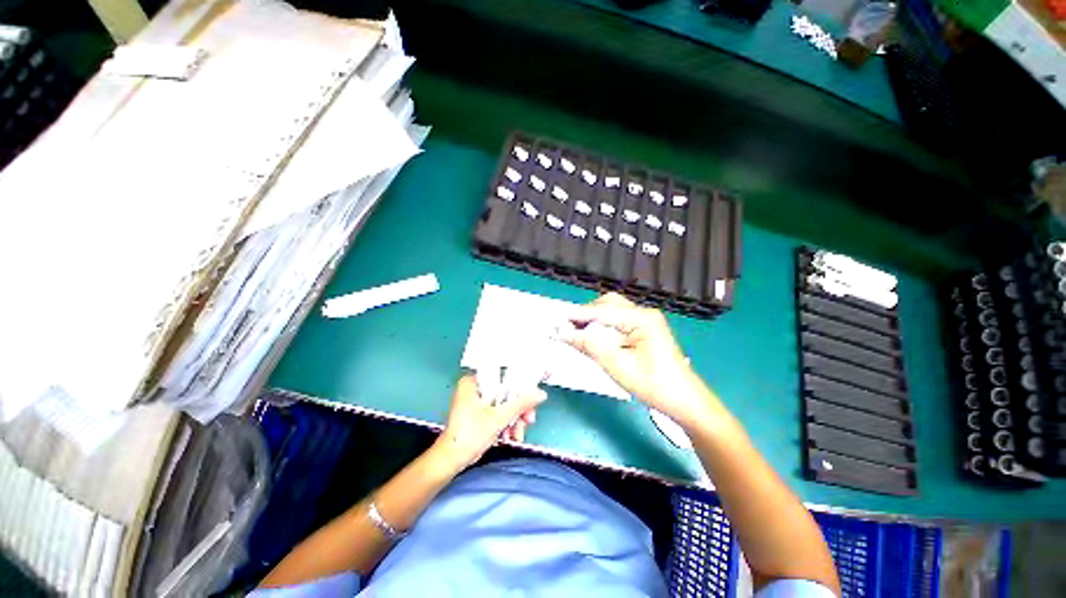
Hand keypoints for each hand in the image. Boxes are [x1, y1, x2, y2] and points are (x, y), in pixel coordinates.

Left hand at [435, 374, 546, 469]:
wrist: (451, 461)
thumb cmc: (470, 435)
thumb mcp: (499, 417)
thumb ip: (521, 403)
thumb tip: (540, 393)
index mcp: (474, 382)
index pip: (503, 378)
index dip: (520, 388)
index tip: (530, 400)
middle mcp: (474, 388)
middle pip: (505, 393)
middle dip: (518, 410)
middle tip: (527, 420)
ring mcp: (475, 402)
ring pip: (503, 405)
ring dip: (513, 420)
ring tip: (517, 435)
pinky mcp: (477, 414)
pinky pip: (497, 413)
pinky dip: (505, 424)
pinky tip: (509, 437)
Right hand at [561, 293, 718, 427]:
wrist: (684, 401)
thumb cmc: (654, 385)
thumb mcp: (618, 366)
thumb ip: (590, 346)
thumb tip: (564, 333)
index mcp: (642, 319)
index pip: (602, 312)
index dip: (578, 316)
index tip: (557, 320)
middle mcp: (644, 313)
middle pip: (608, 304)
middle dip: (586, 314)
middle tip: (567, 327)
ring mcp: (645, 320)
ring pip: (612, 311)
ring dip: (594, 319)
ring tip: (577, 332)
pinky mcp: (644, 329)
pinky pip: (618, 321)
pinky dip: (603, 326)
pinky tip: (594, 337)